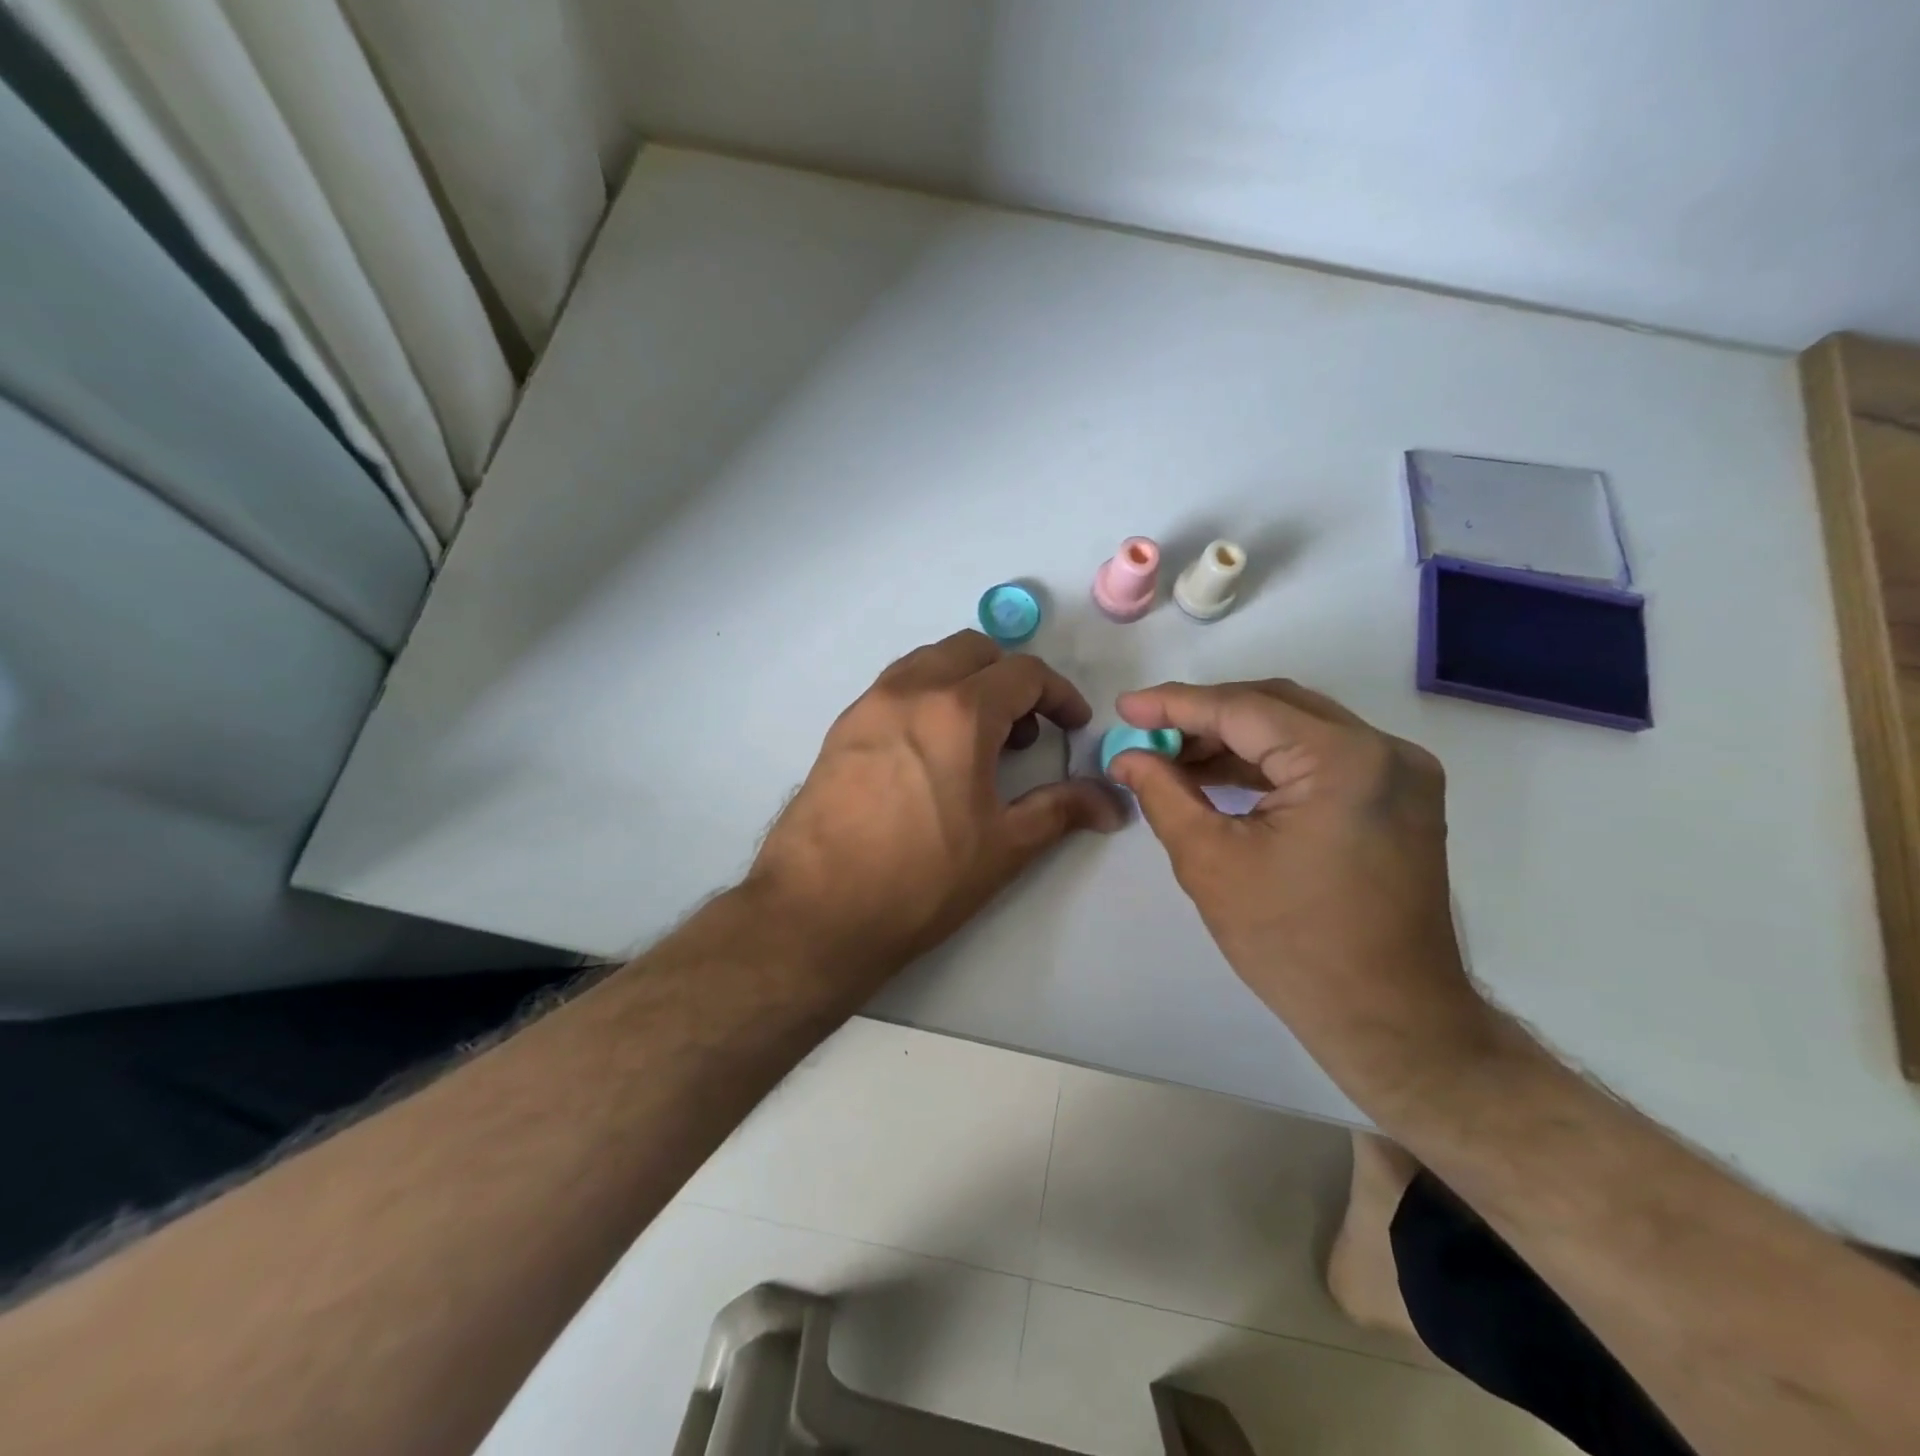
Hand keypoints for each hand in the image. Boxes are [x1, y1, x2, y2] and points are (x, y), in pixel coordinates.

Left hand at [749, 631, 1124, 985]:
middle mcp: (912, 690)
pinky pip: (896, 687)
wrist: (816, 911)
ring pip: (930, 661)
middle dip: (1011, 679)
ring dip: (966, 682)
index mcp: (959, 711)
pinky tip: (931, 753)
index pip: (1025, 673)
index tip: (1072, 728)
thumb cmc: (921, 880)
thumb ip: (1062, 809)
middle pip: (975, 650)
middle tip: (1024, 731)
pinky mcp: (842, 727)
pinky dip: (927, 696)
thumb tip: (1113, 802)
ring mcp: (869, 704)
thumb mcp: (1004, 846)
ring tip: (977, 740)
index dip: (1060, 695)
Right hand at [1106, 680, 1493, 1098]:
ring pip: (1297, 729)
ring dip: (1234, 739)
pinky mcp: (1397, 798)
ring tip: (1172, 758)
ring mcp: (1399, 773)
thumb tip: (1127, 756)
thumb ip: (1163, 793)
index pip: (1243, 708)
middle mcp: (1384, 751)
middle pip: (1274, 707)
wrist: (1391, 1021)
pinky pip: (1320, 758)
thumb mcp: (1210, 862)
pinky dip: (1267, 763)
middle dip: (1203, 717)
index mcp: (1344, 761)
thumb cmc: (1293, 945)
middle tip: (1146, 734)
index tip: (1124, 707)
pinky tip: (1219, 777)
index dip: (1175, 704)